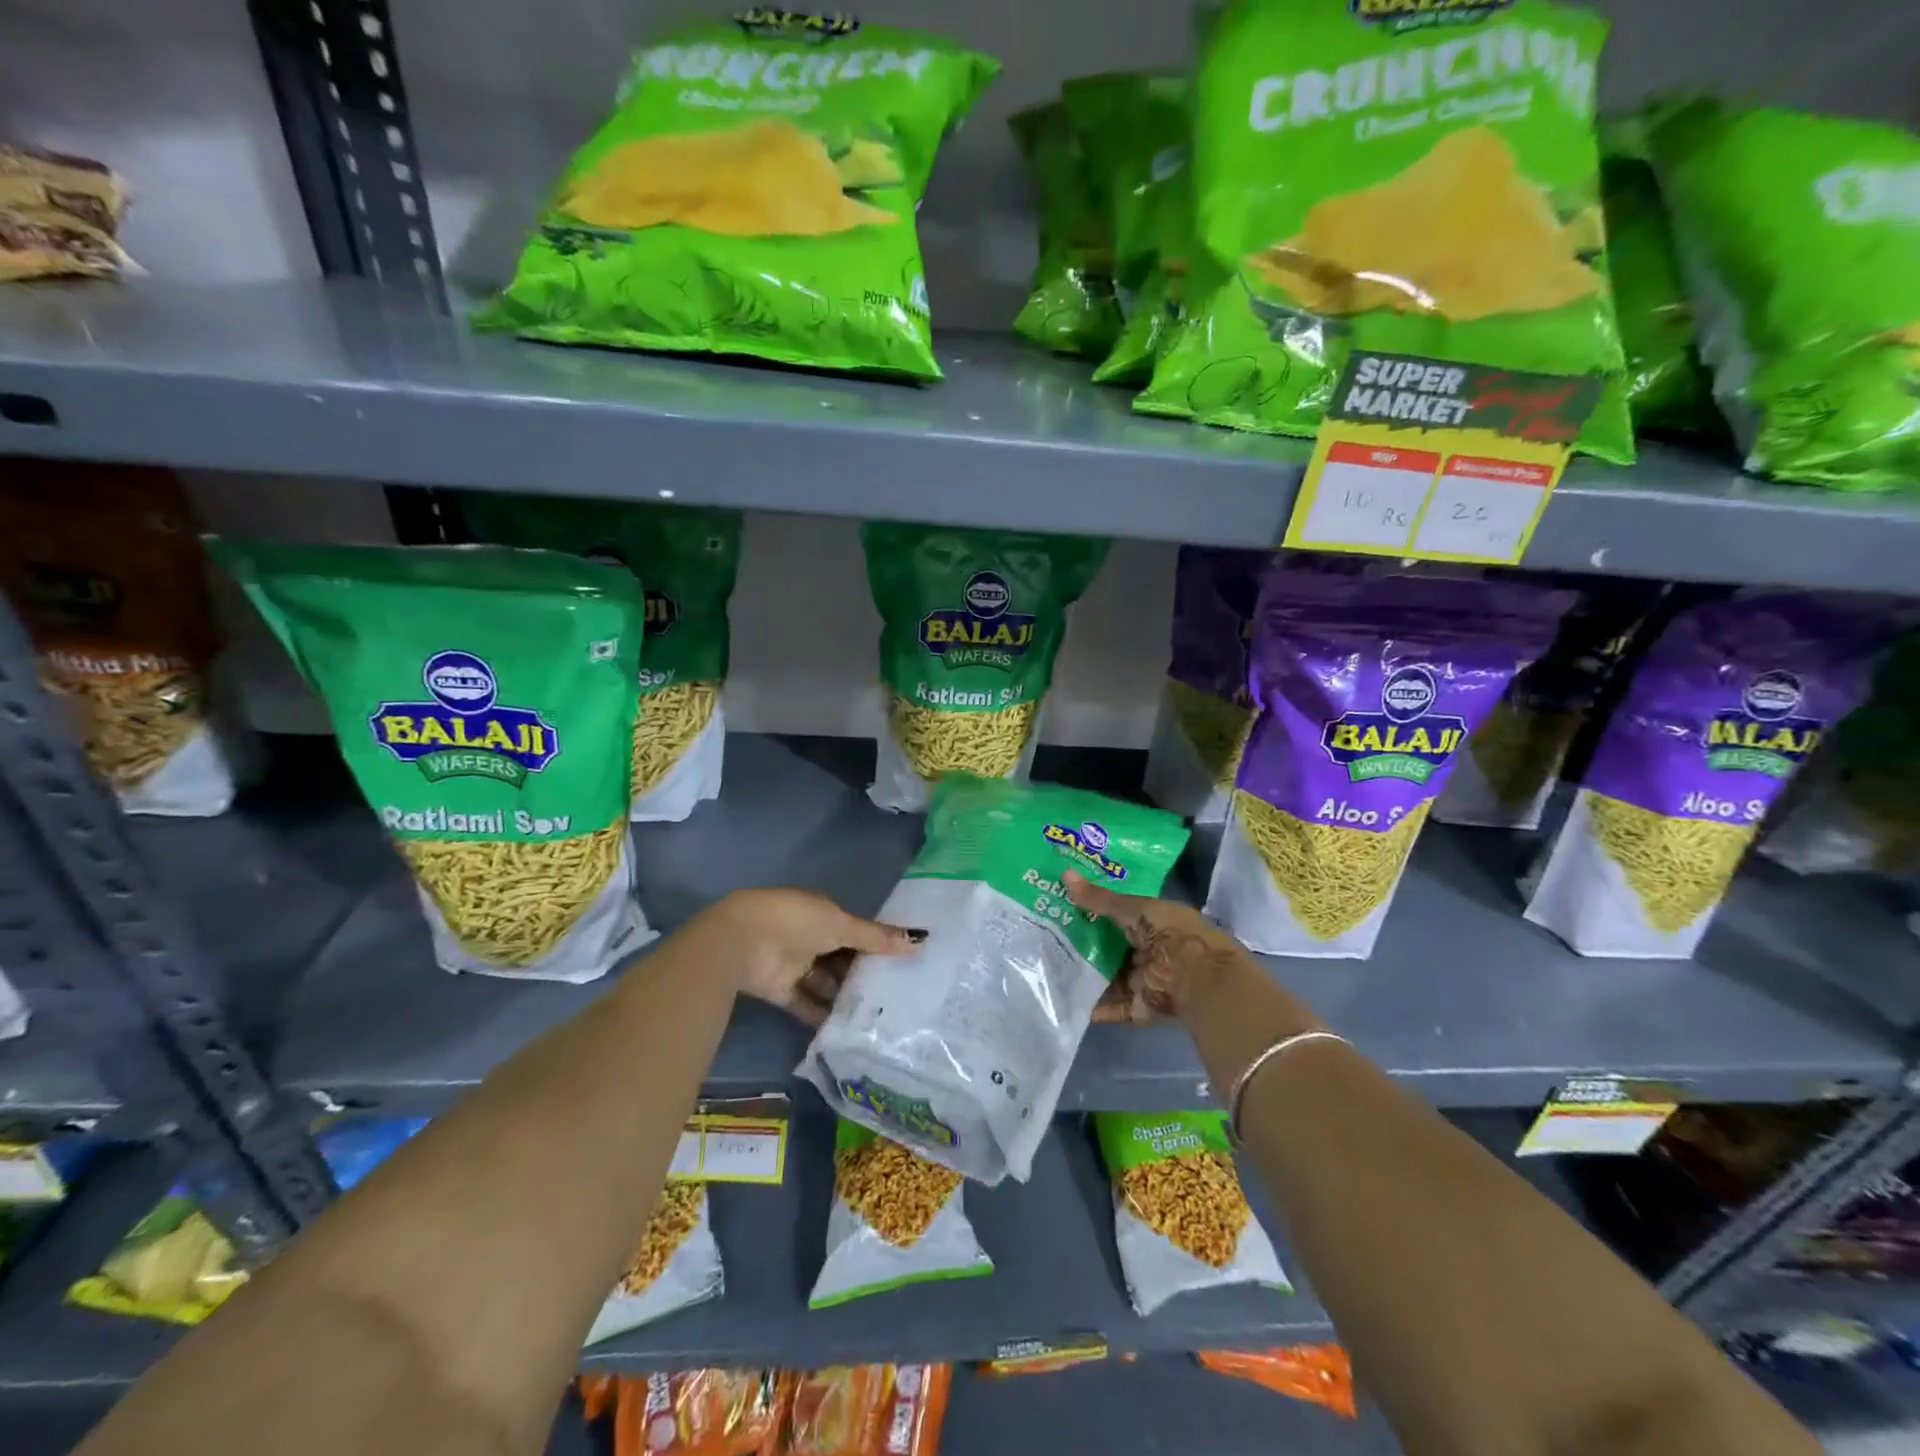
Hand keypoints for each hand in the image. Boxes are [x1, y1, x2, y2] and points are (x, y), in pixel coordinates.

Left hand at [694, 888, 923, 1026]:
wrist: (741, 943)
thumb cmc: (795, 921)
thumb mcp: (841, 925)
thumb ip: (877, 937)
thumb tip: (920, 939)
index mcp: (821, 912)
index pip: (853, 930)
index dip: (875, 944)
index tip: (901, 963)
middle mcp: (808, 936)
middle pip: (841, 957)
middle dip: (862, 974)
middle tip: (895, 995)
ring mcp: (792, 964)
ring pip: (825, 982)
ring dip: (844, 996)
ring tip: (878, 1016)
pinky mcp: (780, 991)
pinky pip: (806, 1004)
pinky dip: (822, 1015)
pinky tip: (848, 1029)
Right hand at [1065, 871, 1254, 1022]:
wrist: (1199, 977)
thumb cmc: (1171, 933)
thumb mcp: (1134, 909)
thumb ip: (1099, 899)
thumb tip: (1064, 875)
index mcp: (1153, 923)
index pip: (1119, 915)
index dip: (1093, 910)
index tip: (1063, 905)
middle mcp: (1149, 951)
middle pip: (1111, 948)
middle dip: (1084, 944)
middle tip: (1047, 937)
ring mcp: (1144, 980)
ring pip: (1109, 977)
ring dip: (1086, 975)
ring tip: (1049, 968)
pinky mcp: (1140, 1007)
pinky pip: (1113, 1007)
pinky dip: (1093, 1006)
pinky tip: (1065, 1000)